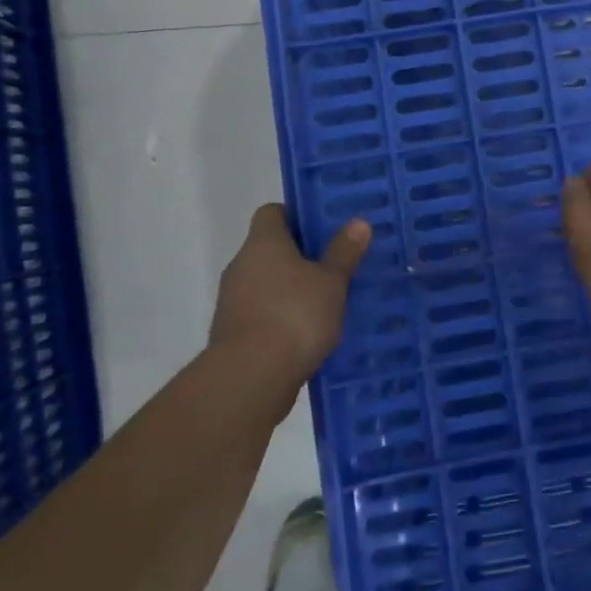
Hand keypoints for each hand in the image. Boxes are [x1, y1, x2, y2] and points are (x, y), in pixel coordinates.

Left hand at [210, 205, 369, 390]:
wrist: (250, 377)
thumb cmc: (295, 314)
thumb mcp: (331, 282)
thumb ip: (343, 252)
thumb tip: (358, 222)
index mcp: (263, 242)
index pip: (272, 212)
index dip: (296, 216)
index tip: (323, 229)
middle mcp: (241, 265)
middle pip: (270, 249)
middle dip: (300, 256)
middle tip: (334, 264)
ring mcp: (232, 301)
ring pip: (266, 283)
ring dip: (291, 289)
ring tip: (327, 301)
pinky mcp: (232, 334)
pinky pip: (262, 314)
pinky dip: (282, 318)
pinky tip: (308, 332)